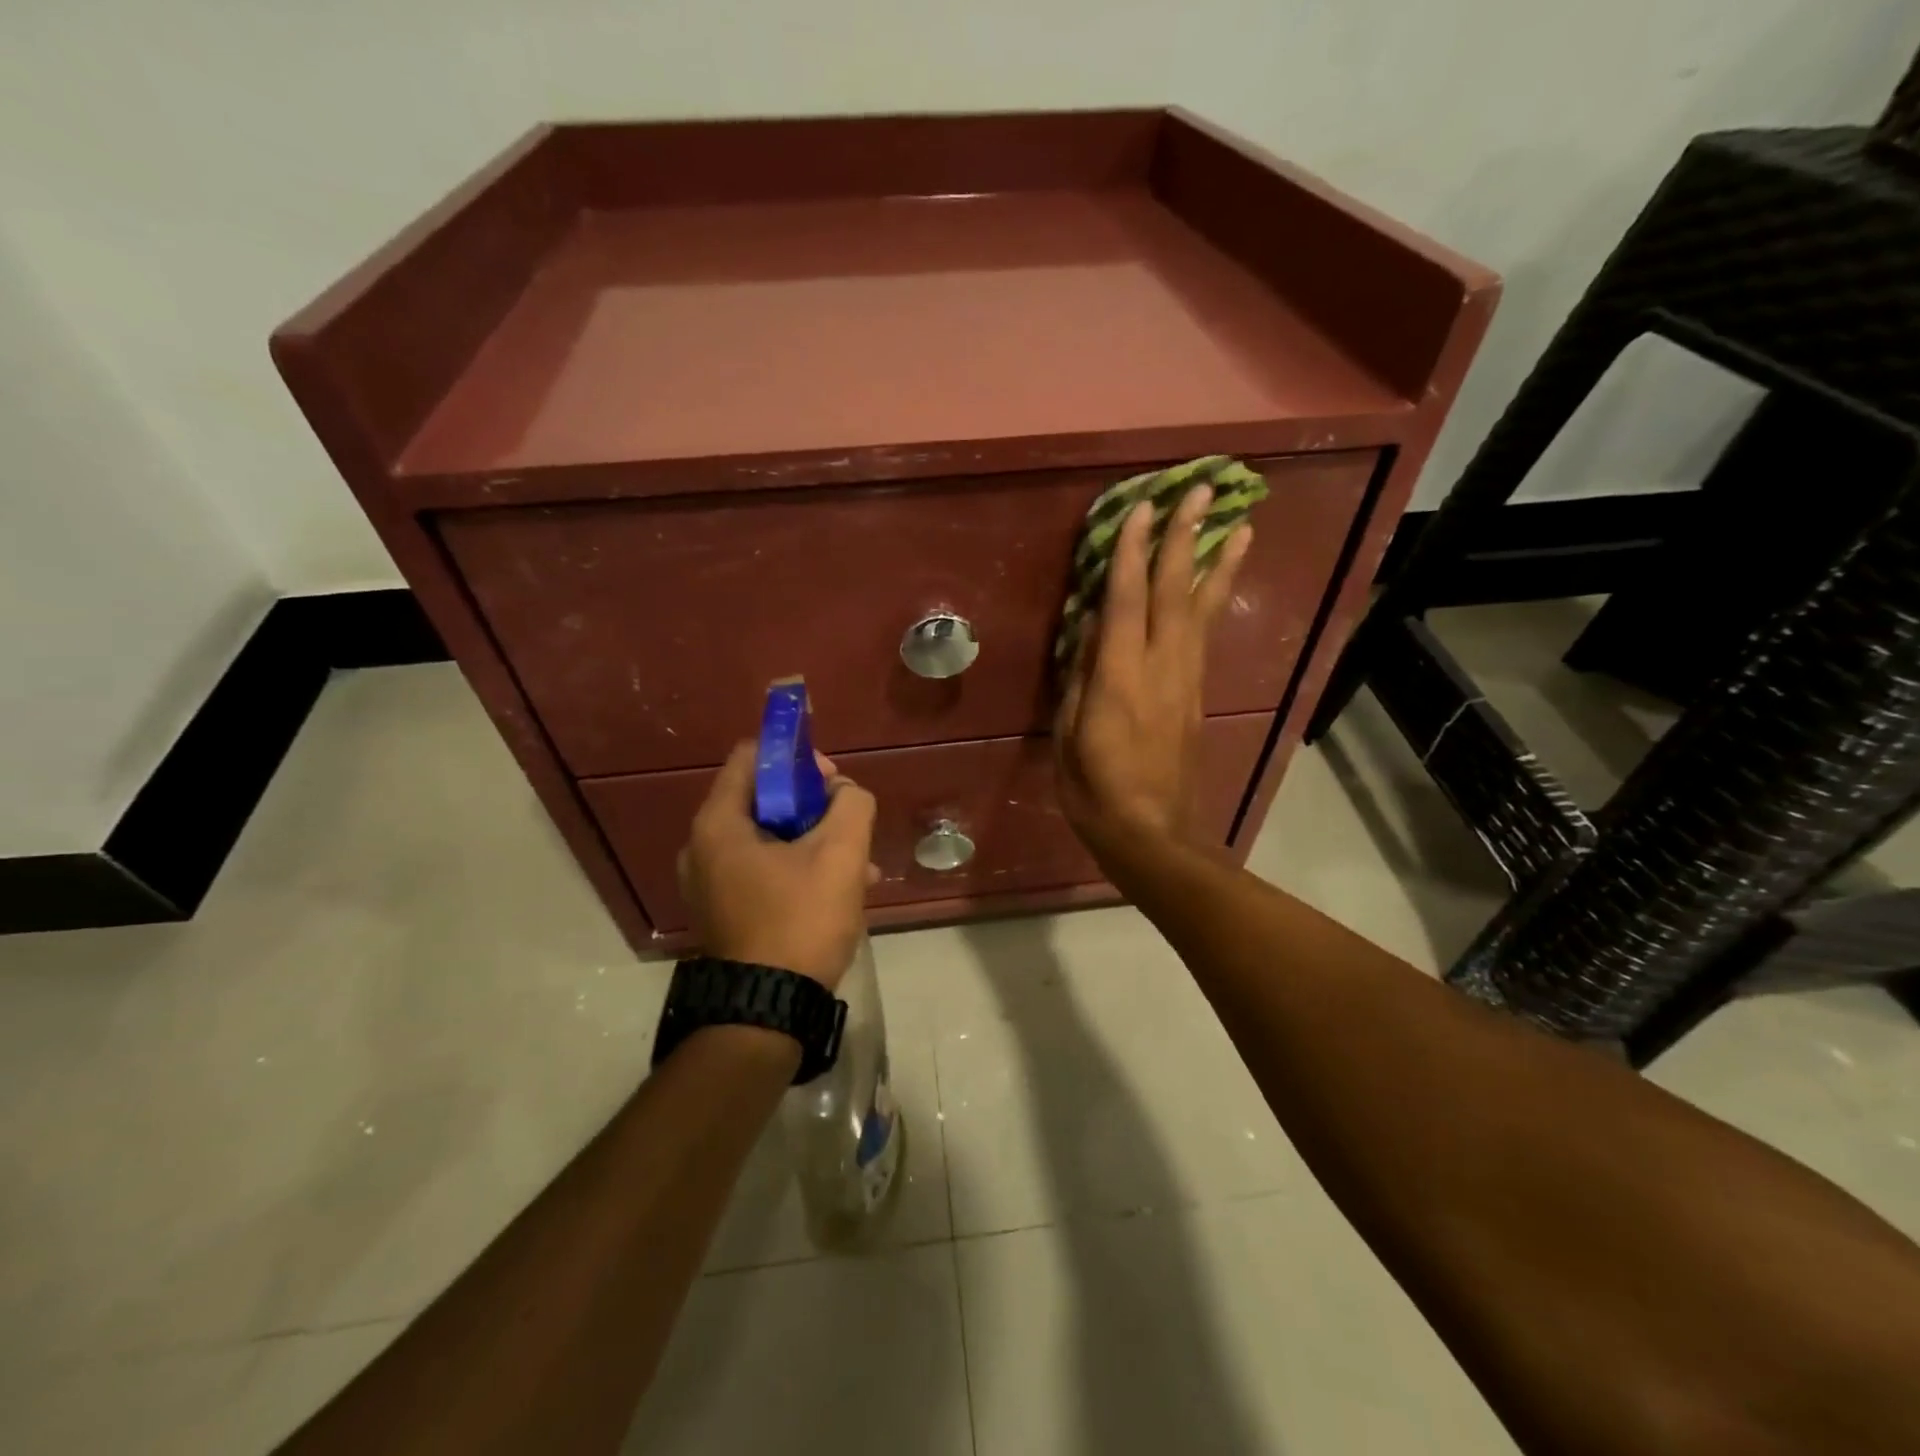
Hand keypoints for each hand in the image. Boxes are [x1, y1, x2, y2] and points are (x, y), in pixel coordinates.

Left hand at [678, 742, 877, 988]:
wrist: (767, 1010)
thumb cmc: (800, 921)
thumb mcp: (841, 855)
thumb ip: (851, 804)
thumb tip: (843, 793)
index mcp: (719, 823)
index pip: (752, 756)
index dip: (797, 756)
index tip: (832, 781)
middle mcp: (703, 847)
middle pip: (764, 798)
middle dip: (814, 805)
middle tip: (848, 825)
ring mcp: (710, 882)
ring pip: (770, 838)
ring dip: (815, 841)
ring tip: (859, 866)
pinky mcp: (724, 911)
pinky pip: (764, 870)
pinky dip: (799, 869)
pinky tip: (841, 892)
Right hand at [1055, 483, 1251, 870]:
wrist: (1154, 834)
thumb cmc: (1095, 790)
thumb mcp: (1070, 736)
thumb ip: (1081, 678)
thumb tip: (1093, 629)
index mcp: (1120, 678)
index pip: (1128, 600)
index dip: (1134, 552)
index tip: (1143, 507)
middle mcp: (1161, 668)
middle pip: (1177, 592)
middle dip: (1188, 538)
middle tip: (1205, 490)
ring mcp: (1186, 681)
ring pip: (1205, 610)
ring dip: (1219, 563)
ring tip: (1242, 525)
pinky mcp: (1197, 696)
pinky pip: (1206, 636)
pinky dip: (1216, 600)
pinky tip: (1220, 584)